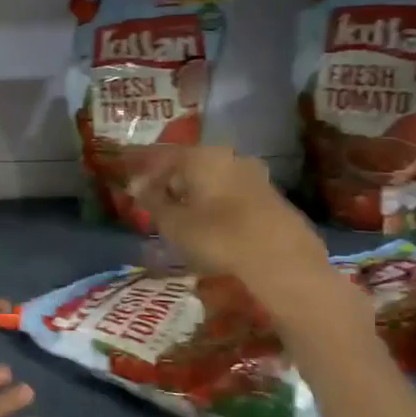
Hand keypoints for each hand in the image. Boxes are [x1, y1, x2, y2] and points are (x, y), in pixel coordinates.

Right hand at [122, 145, 326, 287]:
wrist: (282, 261)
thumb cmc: (218, 236)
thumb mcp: (173, 223)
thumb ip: (152, 201)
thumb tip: (137, 186)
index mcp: (201, 156)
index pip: (162, 156)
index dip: (144, 174)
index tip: (132, 191)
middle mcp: (229, 156)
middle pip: (190, 165)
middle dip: (171, 183)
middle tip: (157, 204)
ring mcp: (254, 175)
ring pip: (213, 179)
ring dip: (195, 194)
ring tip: (183, 217)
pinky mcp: (271, 196)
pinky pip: (232, 193)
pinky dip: (216, 204)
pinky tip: (212, 225)